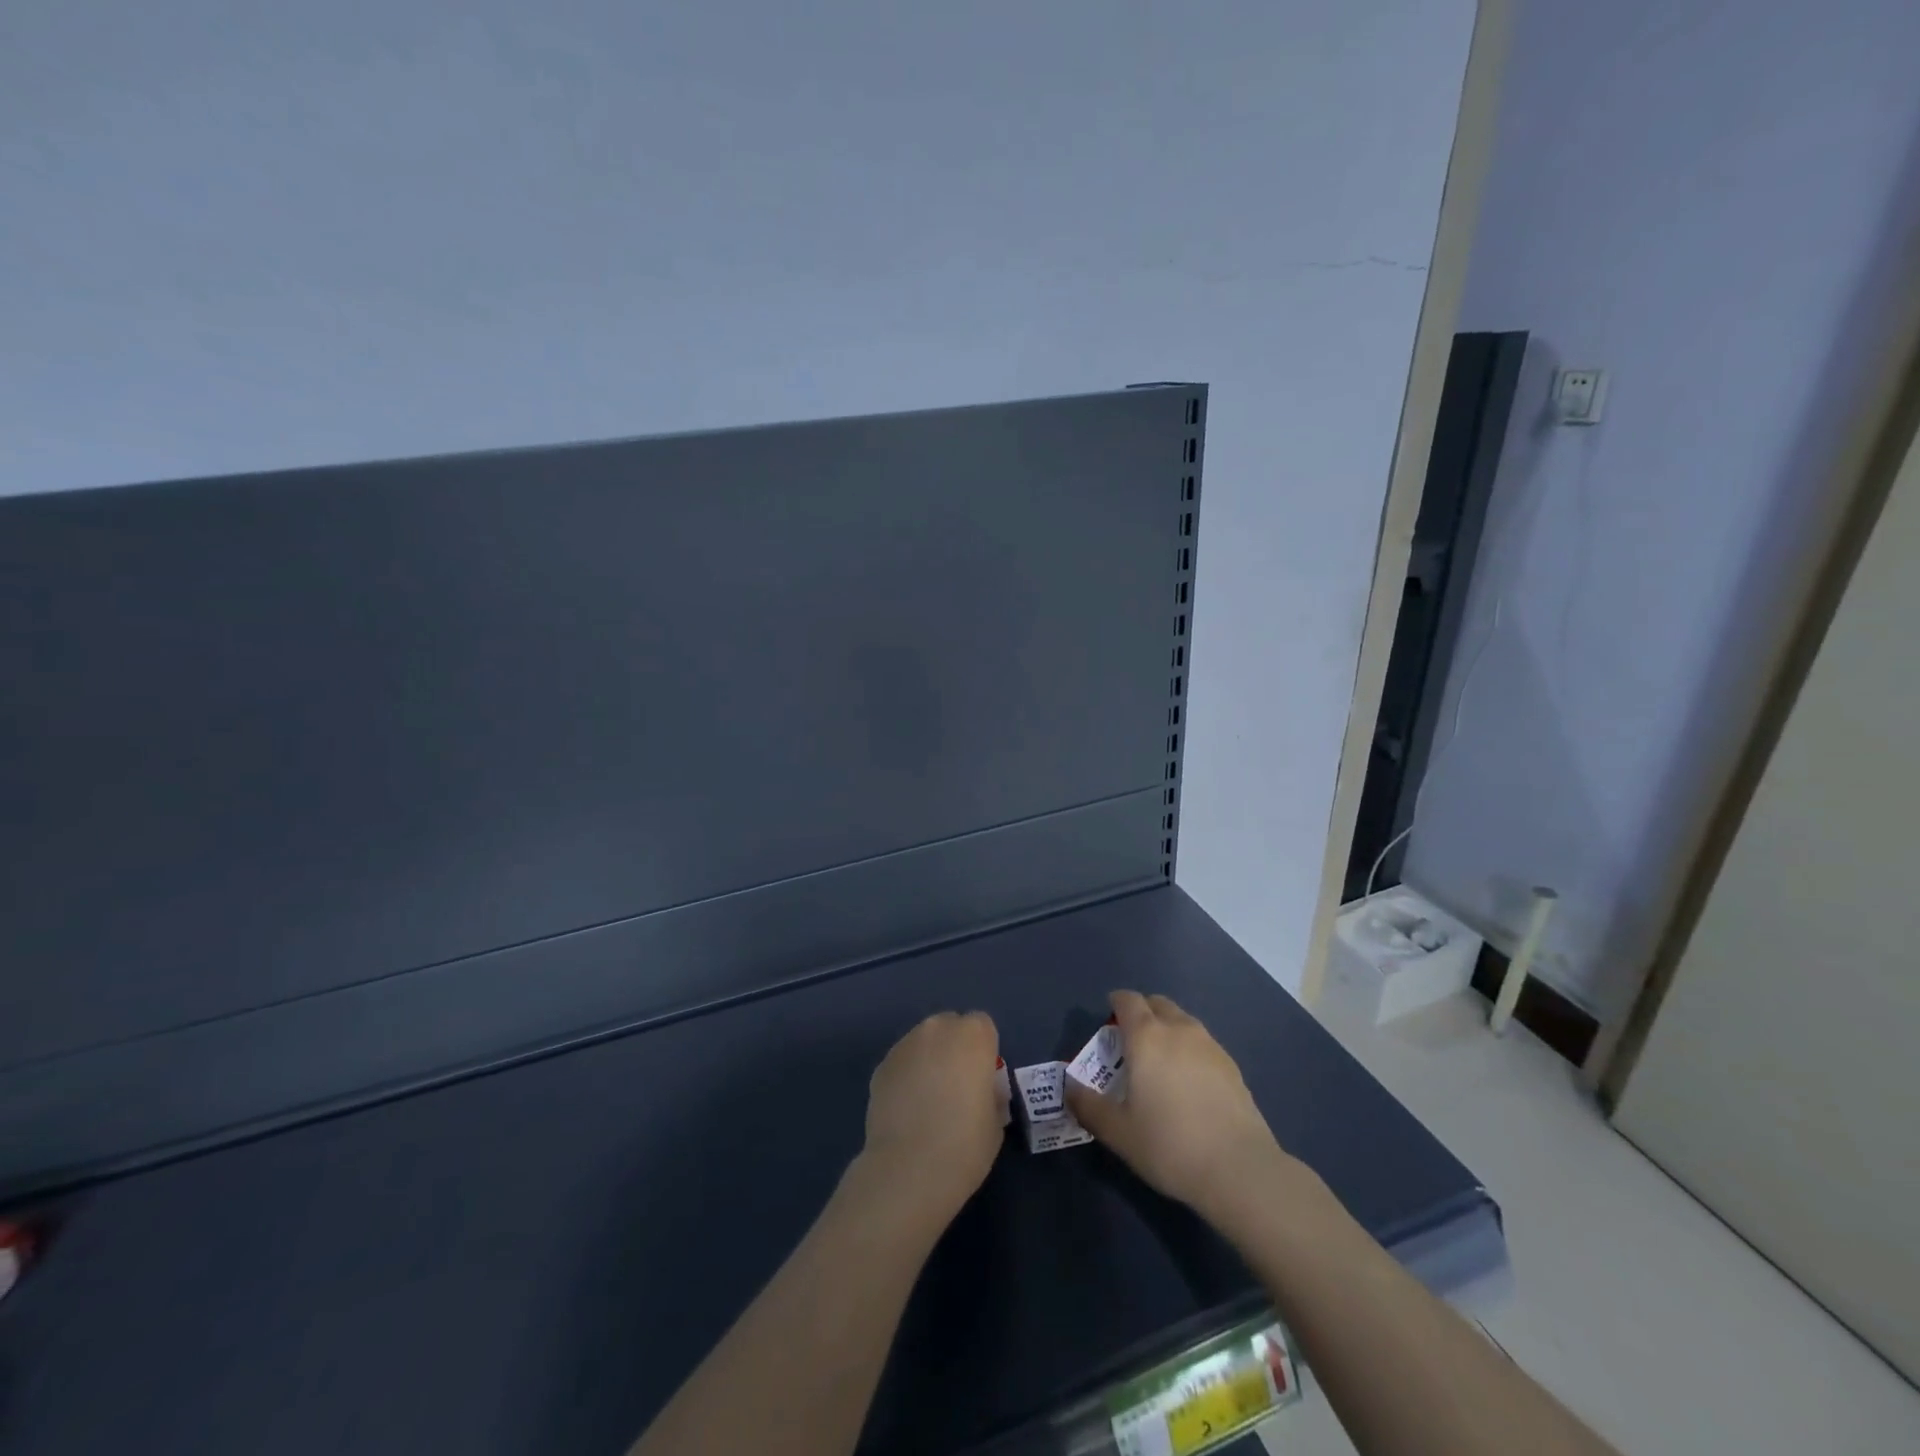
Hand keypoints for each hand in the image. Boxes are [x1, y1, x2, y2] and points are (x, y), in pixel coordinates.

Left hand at [859, 1011, 1003, 1227]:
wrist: (910, 1168)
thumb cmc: (965, 1144)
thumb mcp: (996, 1121)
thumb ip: (990, 1094)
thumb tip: (981, 1092)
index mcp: (973, 1036)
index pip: (982, 1025)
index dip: (983, 1050)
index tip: (981, 1079)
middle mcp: (938, 1029)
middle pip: (950, 1027)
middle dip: (954, 1048)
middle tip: (955, 1087)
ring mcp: (905, 1044)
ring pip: (923, 1043)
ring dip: (928, 1060)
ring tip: (927, 1100)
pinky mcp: (881, 1065)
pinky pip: (902, 1063)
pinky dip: (906, 1077)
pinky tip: (906, 1110)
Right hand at [1065, 991, 1296, 1227]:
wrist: (1240, 1169)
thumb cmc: (1169, 1145)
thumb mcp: (1118, 1132)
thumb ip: (1089, 1106)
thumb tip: (1069, 1089)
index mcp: (1146, 1037)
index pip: (1128, 1001)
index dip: (1115, 1003)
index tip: (1108, 1019)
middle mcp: (1178, 1030)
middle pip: (1157, 1003)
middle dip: (1142, 1012)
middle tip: (1131, 1041)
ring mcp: (1210, 1045)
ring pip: (1183, 1021)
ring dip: (1167, 1028)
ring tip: (1160, 1060)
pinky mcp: (1232, 1066)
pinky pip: (1202, 1043)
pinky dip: (1189, 1049)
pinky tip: (1188, 1081)